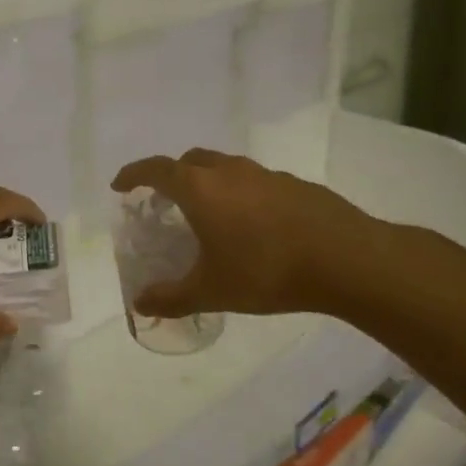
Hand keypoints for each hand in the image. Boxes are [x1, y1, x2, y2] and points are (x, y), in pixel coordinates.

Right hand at [111, 149, 377, 318]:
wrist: (345, 259)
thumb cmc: (266, 271)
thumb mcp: (212, 291)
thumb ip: (171, 297)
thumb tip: (139, 305)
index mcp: (200, 188)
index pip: (155, 169)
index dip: (133, 174)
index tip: (120, 186)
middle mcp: (229, 171)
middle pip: (190, 160)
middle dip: (172, 175)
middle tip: (166, 201)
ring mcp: (265, 174)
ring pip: (225, 168)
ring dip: (209, 182)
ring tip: (210, 214)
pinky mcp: (295, 184)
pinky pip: (255, 181)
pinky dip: (241, 194)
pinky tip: (254, 226)